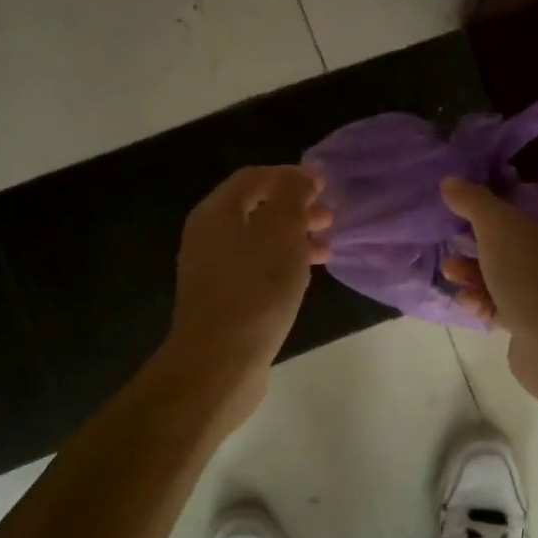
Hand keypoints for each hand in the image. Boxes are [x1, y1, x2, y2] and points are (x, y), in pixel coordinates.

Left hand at [165, 166, 330, 411]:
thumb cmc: (255, 289)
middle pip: (255, 208)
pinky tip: (304, 277)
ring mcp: (212, 268)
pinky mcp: (222, 298)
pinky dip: (282, 263)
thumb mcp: (282, 232)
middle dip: (295, 208)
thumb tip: (298, 178)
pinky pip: (256, 267)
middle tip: (329, 217)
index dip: (291, 175)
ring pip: (258, 240)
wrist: (219, 361)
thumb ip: (291, 196)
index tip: (325, 184)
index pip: (255, 177)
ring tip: (326, 249)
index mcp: (216, 212)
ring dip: (293, 237)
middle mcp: (208, 234)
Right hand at [440, 178, 537, 409]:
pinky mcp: (536, 322)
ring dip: (474, 272)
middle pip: (513, 239)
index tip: (467, 201)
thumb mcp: (497, 226)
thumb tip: (450, 182)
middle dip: (477, 241)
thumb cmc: (531, 273)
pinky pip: (503, 303)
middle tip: (452, 239)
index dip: (499, 198)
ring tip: (449, 272)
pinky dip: (483, 300)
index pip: (530, 201)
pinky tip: (467, 301)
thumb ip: (472, 201)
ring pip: (505, 274)